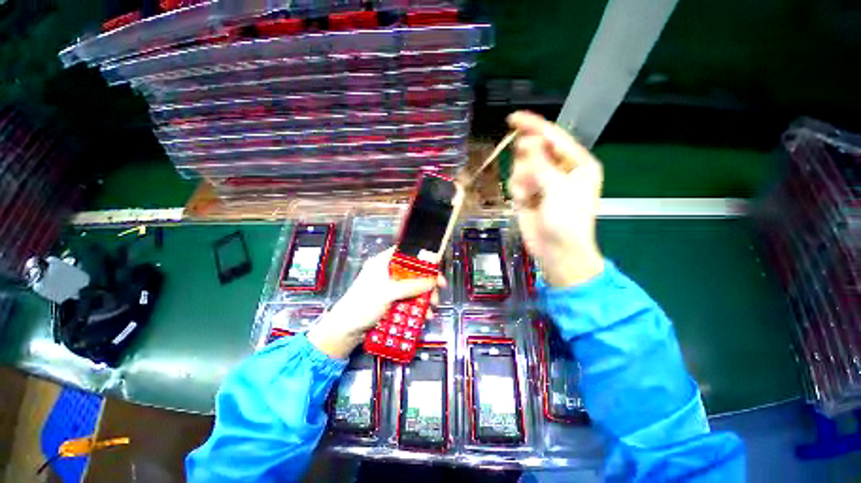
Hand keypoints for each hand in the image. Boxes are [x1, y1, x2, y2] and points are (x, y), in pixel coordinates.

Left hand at [307, 248, 443, 358]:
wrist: (346, 331)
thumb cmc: (362, 305)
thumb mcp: (387, 293)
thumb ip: (411, 286)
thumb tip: (432, 280)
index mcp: (383, 263)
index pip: (406, 253)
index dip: (422, 257)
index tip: (436, 265)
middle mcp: (388, 272)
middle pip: (413, 271)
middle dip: (427, 281)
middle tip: (439, 288)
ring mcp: (391, 288)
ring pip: (413, 287)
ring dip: (425, 296)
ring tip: (432, 306)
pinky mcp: (392, 301)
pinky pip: (409, 300)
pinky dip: (418, 306)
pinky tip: (424, 315)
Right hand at [507, 111, 604, 287]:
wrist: (556, 252)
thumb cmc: (566, 221)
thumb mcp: (558, 189)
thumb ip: (541, 163)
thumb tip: (526, 140)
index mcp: (576, 163)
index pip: (553, 136)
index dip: (533, 126)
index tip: (512, 118)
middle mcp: (559, 169)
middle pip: (534, 151)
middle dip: (527, 165)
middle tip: (531, 181)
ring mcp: (543, 182)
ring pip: (521, 168)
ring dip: (522, 181)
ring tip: (531, 197)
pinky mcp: (529, 194)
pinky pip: (515, 183)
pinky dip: (518, 191)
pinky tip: (525, 203)